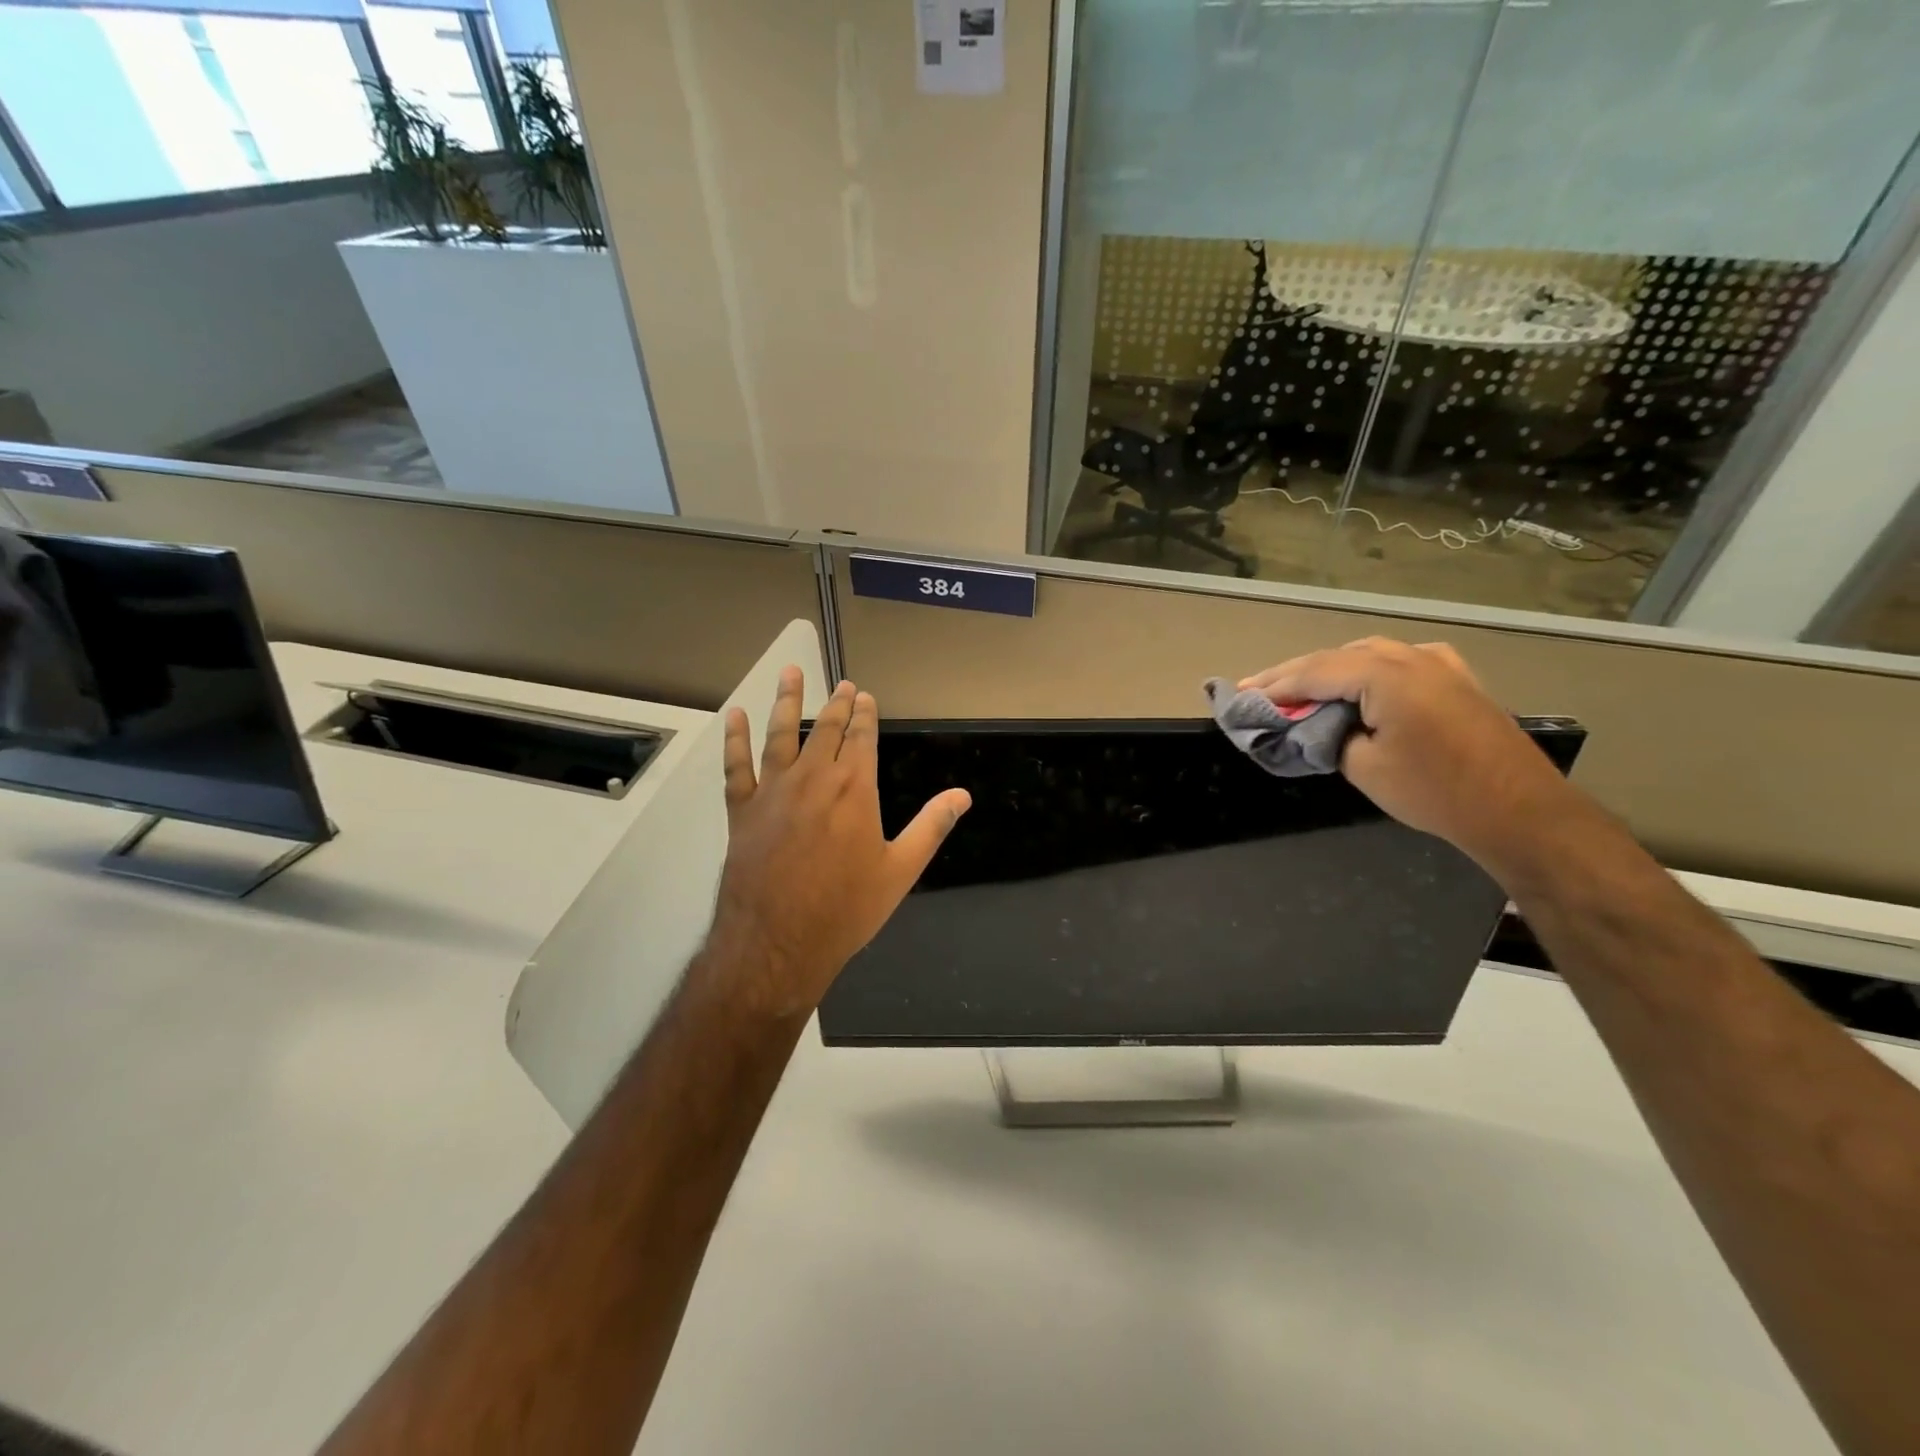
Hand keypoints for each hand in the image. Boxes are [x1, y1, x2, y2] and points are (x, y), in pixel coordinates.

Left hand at [707, 668, 970, 1017]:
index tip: (865, 696)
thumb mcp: (900, 870)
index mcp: (855, 789)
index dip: (865, 715)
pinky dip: (735, 740)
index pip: (862, 738)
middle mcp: (814, 778)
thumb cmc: (847, 909)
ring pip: (781, 734)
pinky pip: (737, 766)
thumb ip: (931, 826)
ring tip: (790, 672)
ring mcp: (774, 791)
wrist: (779, 942)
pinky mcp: (743, 809)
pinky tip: (734, 717)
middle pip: (826, 729)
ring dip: (787, 701)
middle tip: (842, 684)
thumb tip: (963, 795)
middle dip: (837, 704)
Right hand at [1239, 637, 1580, 870]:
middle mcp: (1412, 658)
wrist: (1519, 810)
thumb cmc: (1435, 791)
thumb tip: (1316, 725)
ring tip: (1301, 688)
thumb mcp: (1364, 767)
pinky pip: (1399, 661)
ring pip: (1369, 654)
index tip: (1241, 695)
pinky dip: (1367, 668)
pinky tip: (1360, 681)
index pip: (1314, 672)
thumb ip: (1329, 736)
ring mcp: (1439, 664)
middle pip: (1338, 657)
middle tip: (1261, 690)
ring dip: (1331, 668)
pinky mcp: (1456, 679)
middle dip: (1297, 674)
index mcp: (1386, 676)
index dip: (1274, 685)